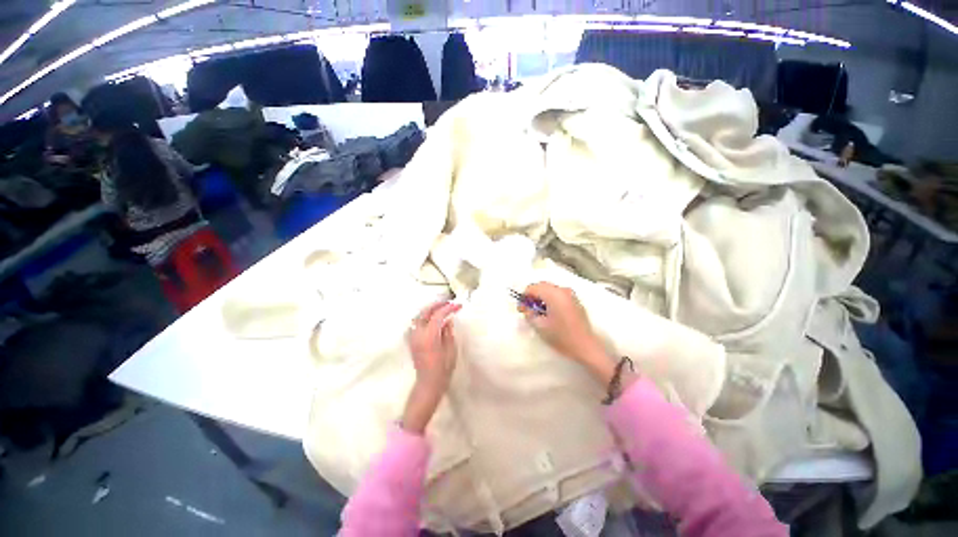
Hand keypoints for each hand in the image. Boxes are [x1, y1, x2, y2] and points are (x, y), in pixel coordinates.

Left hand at [402, 301, 460, 433]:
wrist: (428, 384)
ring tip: (441, 308)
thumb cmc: (443, 369)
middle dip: (437, 305)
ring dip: (430, 310)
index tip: (458, 305)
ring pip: (419, 316)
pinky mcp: (412, 341)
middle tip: (449, 303)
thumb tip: (448, 320)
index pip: (438, 315)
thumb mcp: (450, 349)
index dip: (448, 308)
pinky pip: (417, 323)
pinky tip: (433, 318)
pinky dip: (425, 317)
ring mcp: (413, 337)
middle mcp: (418, 334)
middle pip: (425, 312)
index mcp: (430, 336)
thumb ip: (448, 332)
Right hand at [520, 282, 627, 387]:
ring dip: (542, 297)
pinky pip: (559, 294)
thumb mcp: (539, 326)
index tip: (521, 309)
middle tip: (528, 309)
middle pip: (542, 286)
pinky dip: (551, 299)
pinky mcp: (575, 301)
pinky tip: (550, 312)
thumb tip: (526, 307)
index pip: (532, 287)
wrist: (585, 347)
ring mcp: (571, 294)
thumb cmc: (561, 337)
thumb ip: (529, 313)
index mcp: (553, 294)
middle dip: (533, 295)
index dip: (524, 297)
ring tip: (538, 312)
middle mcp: (562, 290)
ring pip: (550, 289)